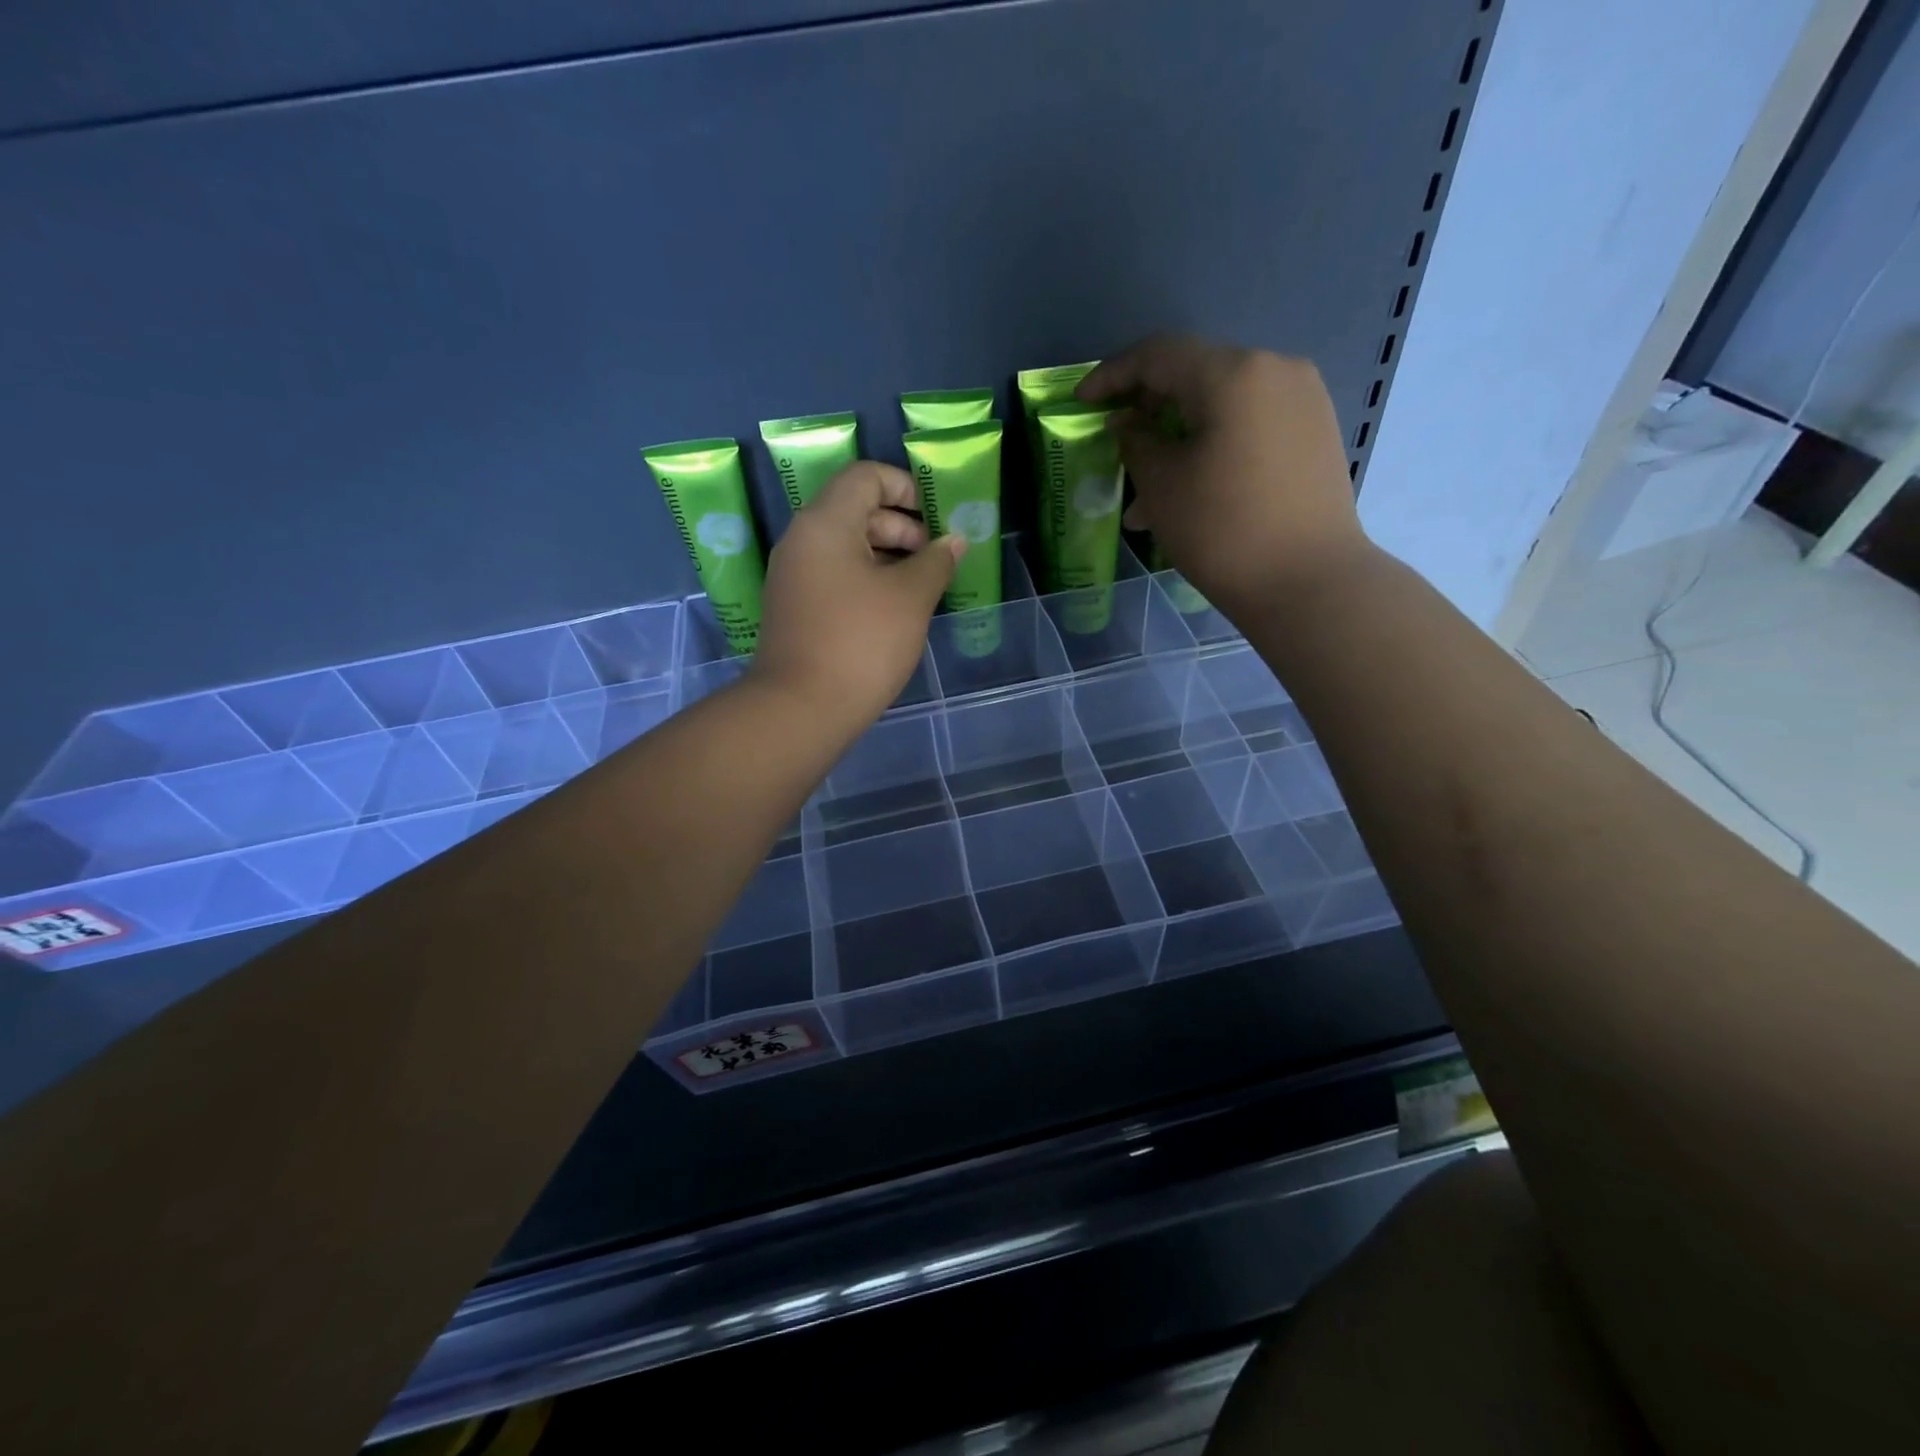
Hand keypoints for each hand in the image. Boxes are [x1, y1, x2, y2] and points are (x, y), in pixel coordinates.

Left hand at [752, 461, 963, 727]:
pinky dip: (866, 579)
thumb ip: (936, 560)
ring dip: (887, 555)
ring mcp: (793, 576)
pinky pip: (834, 575)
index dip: (906, 487)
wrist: (802, 708)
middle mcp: (802, 539)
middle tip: (935, 557)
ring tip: (922, 585)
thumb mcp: (910, 597)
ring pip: (845, 546)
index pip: (865, 476)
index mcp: (825, 522)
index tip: (936, 518)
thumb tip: (953, 541)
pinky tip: (894, 608)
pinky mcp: (794, 607)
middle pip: (855, 509)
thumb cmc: (862, 642)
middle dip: (901, 526)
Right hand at [1078, 335, 1367, 616]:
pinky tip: (1191, 490)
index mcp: (1233, 373)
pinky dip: (1213, 447)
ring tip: (1147, 493)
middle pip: (1195, 376)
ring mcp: (1302, 401)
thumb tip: (1128, 422)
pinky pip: (1250, 426)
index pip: (1159, 354)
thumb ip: (1136, 441)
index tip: (1081, 402)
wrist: (1309, 582)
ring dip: (1178, 438)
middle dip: (1148, 410)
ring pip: (1222, 408)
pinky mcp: (1315, 434)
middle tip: (1116, 443)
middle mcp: (1275, 370)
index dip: (1112, 375)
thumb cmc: (1222, 531)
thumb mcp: (1161, 485)